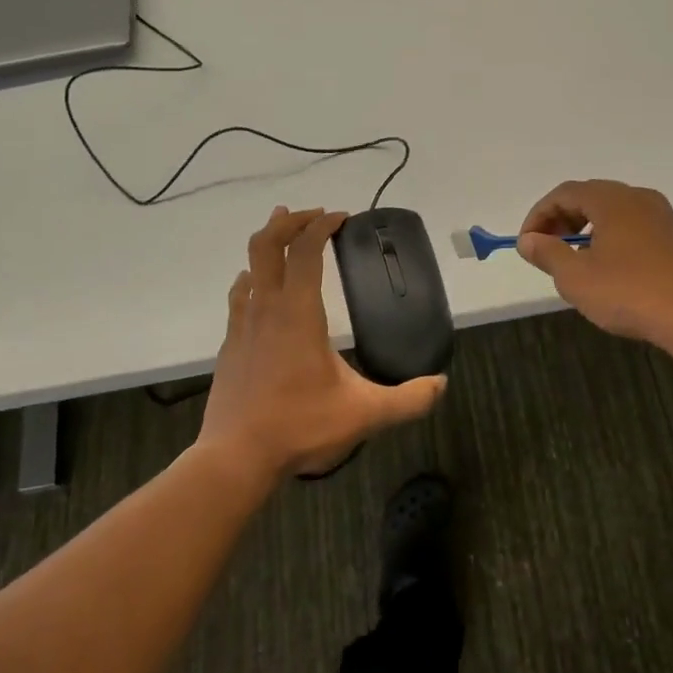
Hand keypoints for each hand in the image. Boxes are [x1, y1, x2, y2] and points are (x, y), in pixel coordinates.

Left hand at [199, 206, 446, 479]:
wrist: (236, 457)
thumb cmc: (300, 427)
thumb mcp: (365, 414)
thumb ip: (408, 399)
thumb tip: (441, 385)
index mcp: (297, 312)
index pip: (304, 250)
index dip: (321, 226)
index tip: (341, 218)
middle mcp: (266, 308)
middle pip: (266, 244)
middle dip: (289, 221)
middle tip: (312, 215)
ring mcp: (242, 325)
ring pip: (248, 267)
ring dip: (267, 245)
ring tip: (284, 236)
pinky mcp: (231, 345)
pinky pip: (240, 296)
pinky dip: (252, 279)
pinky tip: (258, 288)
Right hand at [516, 180, 672, 350]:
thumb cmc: (629, 294)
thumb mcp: (575, 277)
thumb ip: (547, 253)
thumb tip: (528, 240)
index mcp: (612, 199)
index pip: (565, 193)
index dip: (539, 215)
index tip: (526, 244)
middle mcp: (638, 197)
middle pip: (589, 197)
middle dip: (560, 220)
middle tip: (545, 250)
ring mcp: (660, 216)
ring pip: (611, 212)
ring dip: (584, 229)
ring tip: (571, 260)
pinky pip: (630, 225)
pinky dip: (608, 237)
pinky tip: (604, 267)